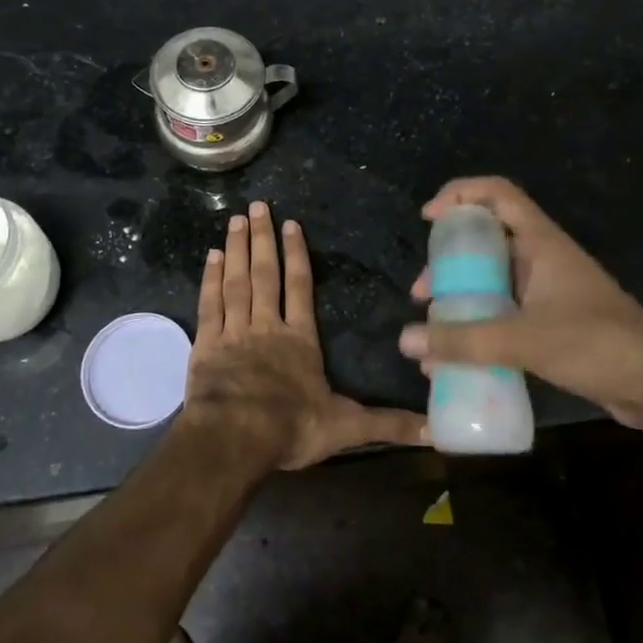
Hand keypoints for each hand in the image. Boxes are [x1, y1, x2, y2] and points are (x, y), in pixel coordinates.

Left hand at [183, 202, 428, 469]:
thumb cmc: (292, 427)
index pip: (300, 287)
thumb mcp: (347, 427)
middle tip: (257, 205)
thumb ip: (389, 423)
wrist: (235, 437)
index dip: (296, 255)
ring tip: (235, 220)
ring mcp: (234, 332)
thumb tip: (436, 431)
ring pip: (236, 282)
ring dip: (236, 249)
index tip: (290, 225)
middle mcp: (267, 326)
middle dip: (263, 239)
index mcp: (300, 339)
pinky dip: (209, 279)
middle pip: (266, 274)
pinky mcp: (207, 345)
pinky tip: (210, 256)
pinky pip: (209, 304)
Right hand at [398, 177, 642, 425]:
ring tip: (433, 326)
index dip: (459, 194)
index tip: (428, 218)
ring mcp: (546, 290)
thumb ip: (464, 340)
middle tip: (423, 292)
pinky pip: (503, 311)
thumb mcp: (524, 339)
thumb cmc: (595, 344)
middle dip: (448, 261)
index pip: (497, 193)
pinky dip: (478, 324)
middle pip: (486, 239)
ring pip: (492, 279)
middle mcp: (541, 258)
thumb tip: (405, 340)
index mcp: (541, 242)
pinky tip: (457, 354)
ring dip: (460, 297)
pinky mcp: (550, 321)